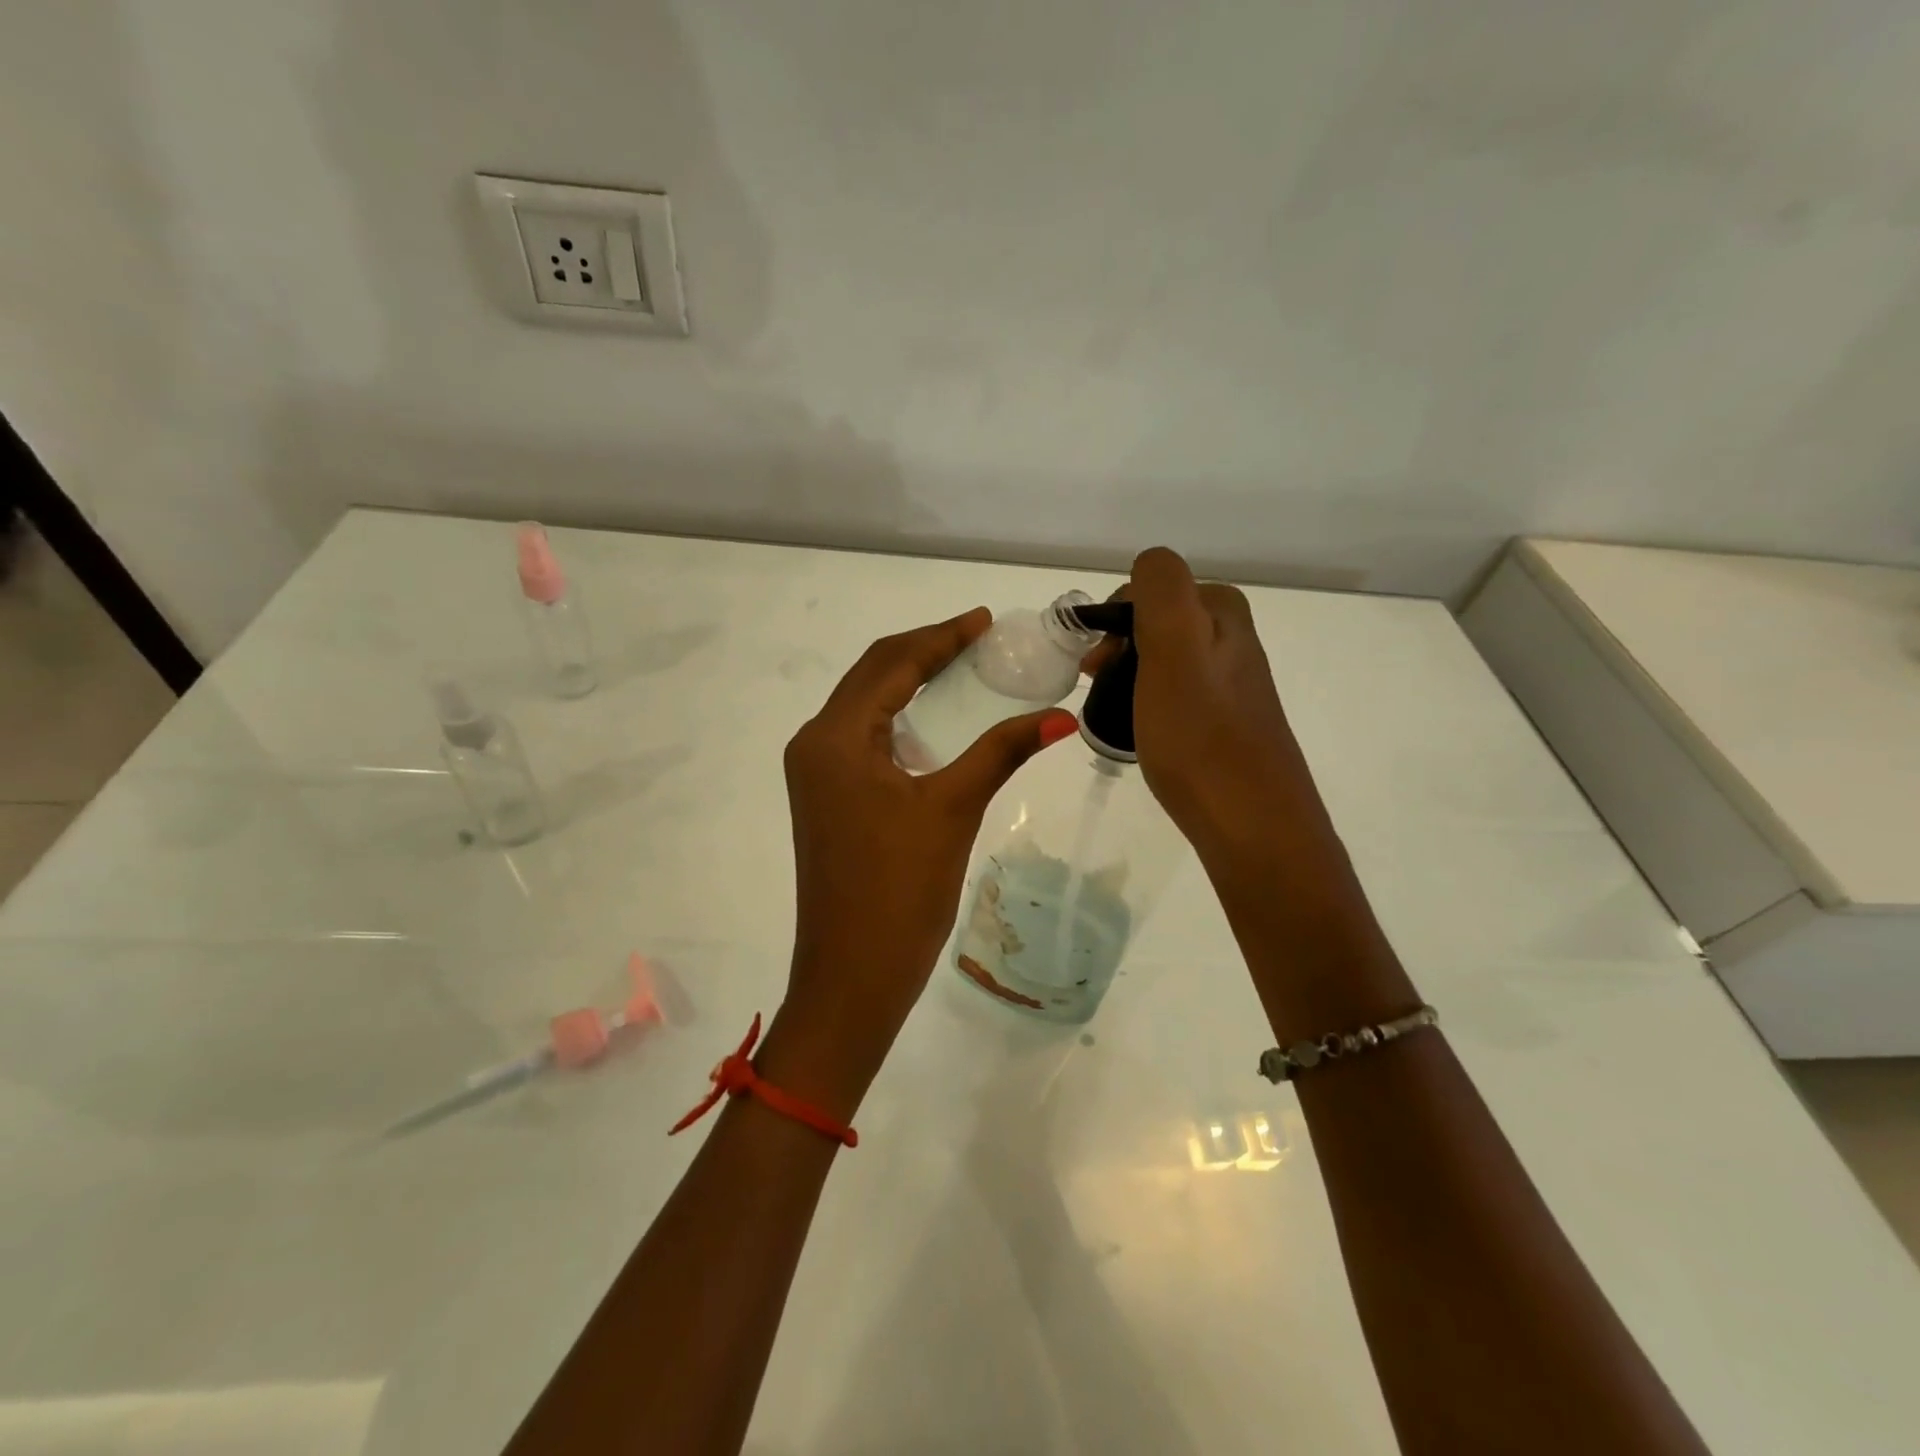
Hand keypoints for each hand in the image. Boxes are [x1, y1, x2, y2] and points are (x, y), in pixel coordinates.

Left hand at [762, 609, 1077, 1119]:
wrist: (851, 976)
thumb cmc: (900, 892)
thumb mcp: (953, 810)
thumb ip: (1001, 752)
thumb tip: (1060, 716)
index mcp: (835, 737)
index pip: (891, 663)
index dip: (941, 636)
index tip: (983, 620)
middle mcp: (814, 743)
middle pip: (871, 675)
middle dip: (924, 650)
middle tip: (977, 638)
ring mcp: (815, 773)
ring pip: (864, 705)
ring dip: (908, 681)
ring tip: (961, 667)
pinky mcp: (825, 797)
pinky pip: (862, 737)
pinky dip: (898, 717)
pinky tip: (934, 720)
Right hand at [1119, 549, 1322, 857]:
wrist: (1252, 825)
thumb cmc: (1201, 736)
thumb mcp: (1175, 647)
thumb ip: (1161, 589)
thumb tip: (1148, 566)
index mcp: (1223, 613)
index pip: (1152, 587)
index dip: (1116, 618)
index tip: (1098, 662)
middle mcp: (1234, 641)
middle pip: (1157, 623)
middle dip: (1120, 648)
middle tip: (1097, 686)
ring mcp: (1232, 685)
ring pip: (1164, 660)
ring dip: (1130, 677)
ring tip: (1112, 713)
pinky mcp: (1226, 724)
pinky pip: (1175, 695)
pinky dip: (1148, 704)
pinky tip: (1143, 733)